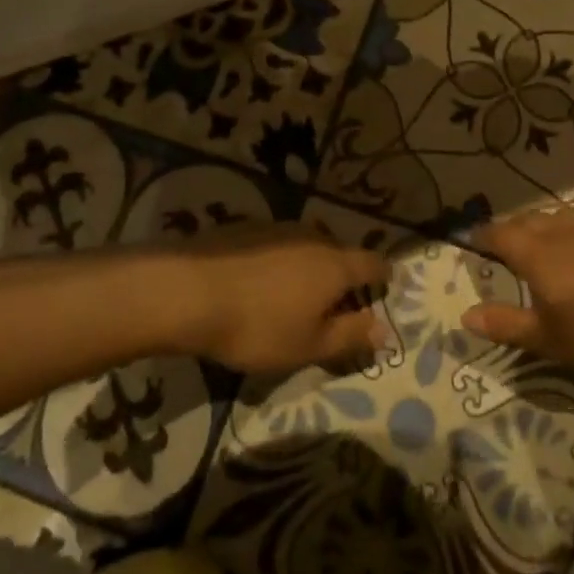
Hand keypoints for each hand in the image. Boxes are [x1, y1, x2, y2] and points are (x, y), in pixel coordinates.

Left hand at [173, 227, 389, 373]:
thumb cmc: (258, 326)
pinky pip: (277, 244)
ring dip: (309, 267)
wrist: (190, 290)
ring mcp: (279, 228)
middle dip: (343, 276)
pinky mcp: (247, 227)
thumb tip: (384, 329)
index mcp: (336, 265)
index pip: (374, 263)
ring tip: (294, 296)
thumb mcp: (308, 346)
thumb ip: (350, 336)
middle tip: (333, 306)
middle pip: (341, 253)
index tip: (382, 290)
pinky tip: (259, 284)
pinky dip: (279, 261)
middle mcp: (314, 237)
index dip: (383, 277)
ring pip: (308, 246)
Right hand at [461, 208, 573, 381]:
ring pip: (554, 218)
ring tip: (537, 244)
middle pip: (526, 220)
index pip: (499, 234)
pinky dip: (566, 233)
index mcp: (536, 253)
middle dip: (509, 230)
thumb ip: (507, 325)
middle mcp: (559, 232)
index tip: (472, 243)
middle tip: (501, 247)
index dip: (483, 237)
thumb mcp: (550, 339)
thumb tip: (465, 314)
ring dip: (539, 226)